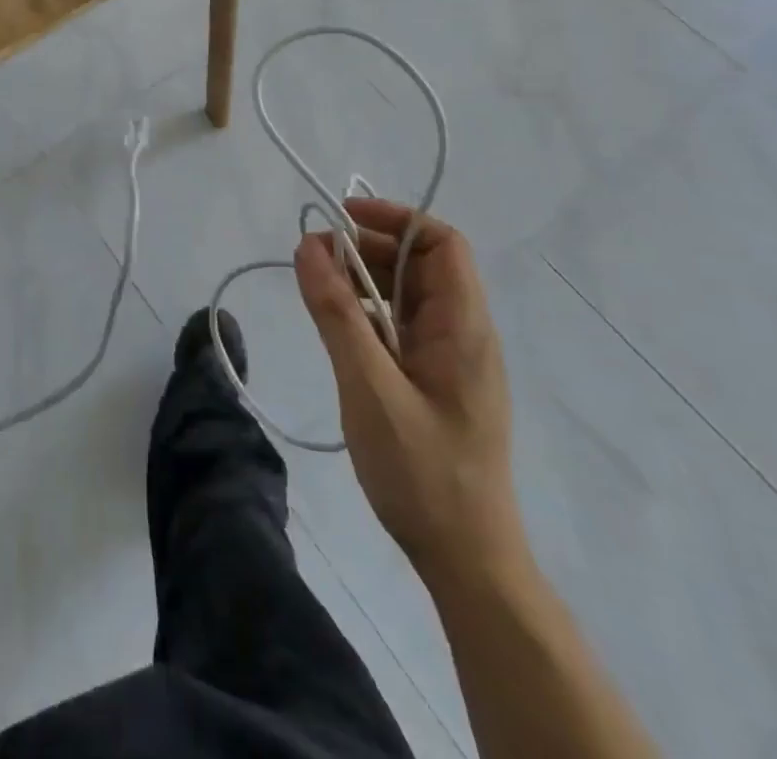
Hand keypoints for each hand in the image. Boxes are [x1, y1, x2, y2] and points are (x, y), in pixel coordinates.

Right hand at [294, 198, 525, 589]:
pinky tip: (337, 327)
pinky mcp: (435, 381)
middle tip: (313, 257)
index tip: (341, 218)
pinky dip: (368, 313)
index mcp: (462, 327)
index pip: (442, 244)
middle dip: (367, 248)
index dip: (395, 217)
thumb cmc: (422, 472)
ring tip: (316, 287)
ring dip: (364, 280)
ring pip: (407, 295)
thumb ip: (337, 314)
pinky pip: (401, 326)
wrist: (466, 559)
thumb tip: (310, 246)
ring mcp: (450, 359)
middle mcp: (463, 333)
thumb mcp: (369, 387)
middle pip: (421, 264)